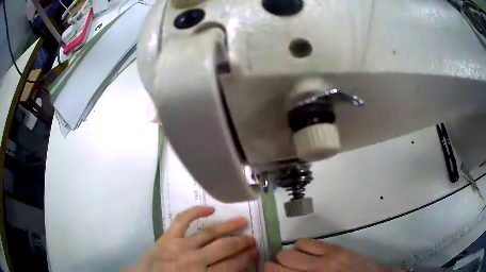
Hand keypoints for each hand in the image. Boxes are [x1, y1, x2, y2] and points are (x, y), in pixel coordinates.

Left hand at [133, 206, 258, 270]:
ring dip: (228, 226)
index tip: (256, 251)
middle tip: (252, 238)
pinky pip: (182, 220)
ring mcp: (179, 246)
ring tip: (242, 220)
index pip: (232, 266)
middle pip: (224, 248)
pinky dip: (195, 212)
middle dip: (242, 242)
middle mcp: (194, 260)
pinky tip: (210, 209)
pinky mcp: (167, 237)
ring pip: (209, 233)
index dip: (247, 258)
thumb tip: (236, 267)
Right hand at [264, 239, 399, 271]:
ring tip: (292, 262)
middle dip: (272, 266)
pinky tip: (305, 254)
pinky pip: (306, 242)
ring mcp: (325, 259)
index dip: (265, 271)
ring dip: (286, 257)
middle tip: (276, 269)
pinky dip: (300, 247)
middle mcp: (314, 271)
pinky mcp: (334, 248)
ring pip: (289, 252)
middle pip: (278, 264)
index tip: (264, 270)